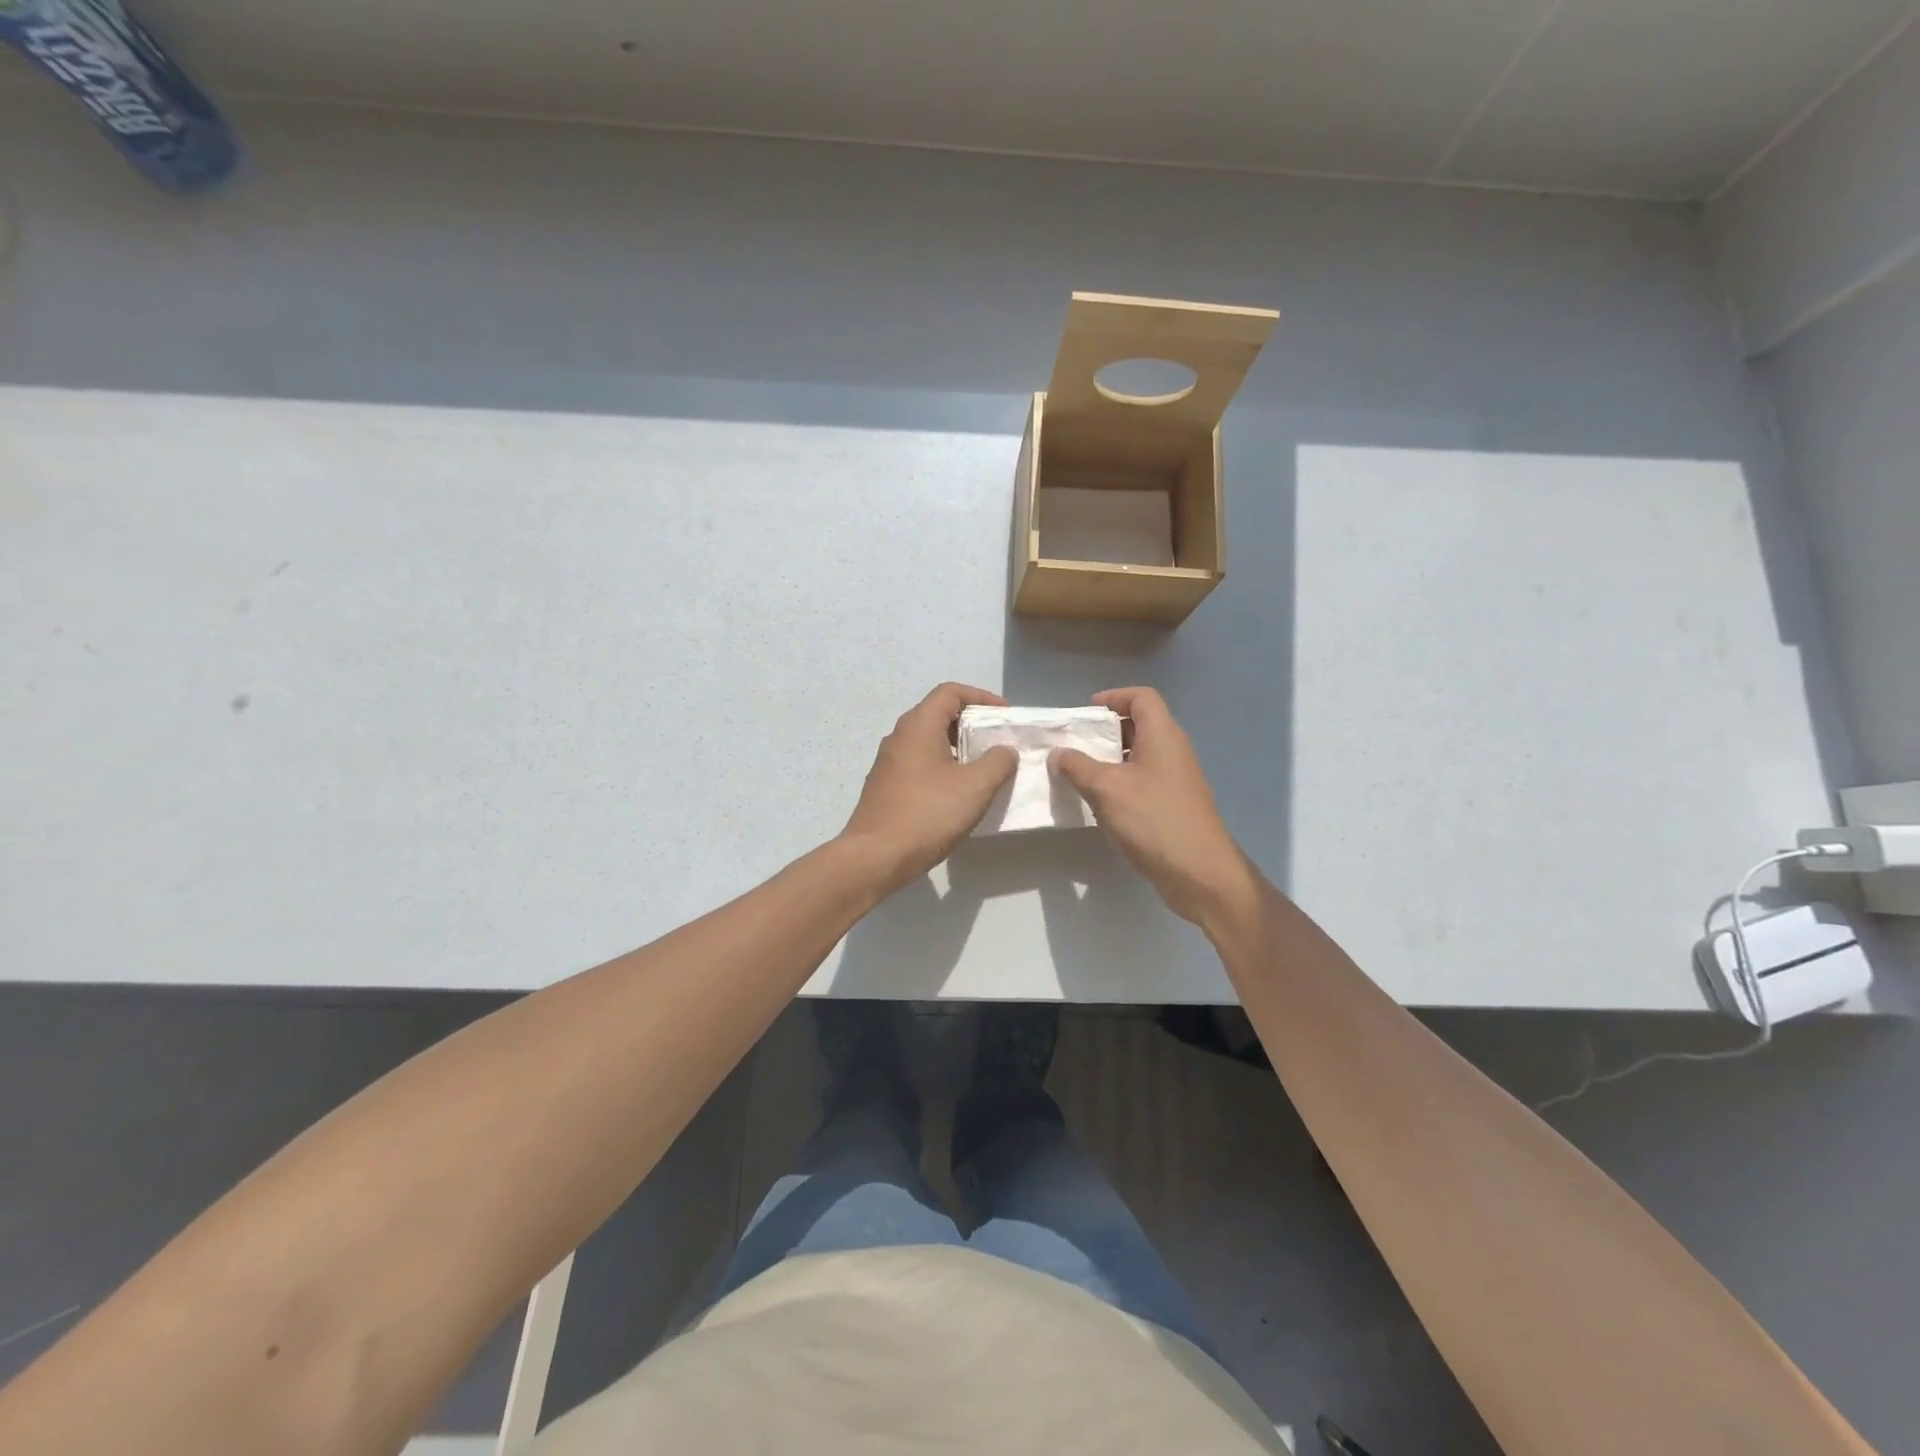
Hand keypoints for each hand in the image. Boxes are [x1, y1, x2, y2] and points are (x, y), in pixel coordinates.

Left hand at [839, 683, 1017, 896]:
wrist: (875, 857)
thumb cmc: (927, 814)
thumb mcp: (975, 787)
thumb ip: (997, 762)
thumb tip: (1004, 750)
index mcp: (918, 726)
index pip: (950, 692)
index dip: (981, 697)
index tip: (1004, 716)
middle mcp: (899, 737)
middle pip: (938, 714)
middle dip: (971, 724)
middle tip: (997, 742)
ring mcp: (888, 763)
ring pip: (928, 742)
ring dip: (957, 749)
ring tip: (983, 769)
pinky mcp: (885, 787)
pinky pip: (919, 765)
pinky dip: (942, 768)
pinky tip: (957, 794)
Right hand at [1049, 687, 1256, 927]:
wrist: (1199, 872)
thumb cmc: (1153, 819)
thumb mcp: (1106, 789)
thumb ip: (1077, 766)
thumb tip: (1057, 753)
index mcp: (1162, 735)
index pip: (1141, 697)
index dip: (1114, 697)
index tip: (1085, 713)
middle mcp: (1173, 750)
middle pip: (1140, 724)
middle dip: (1106, 730)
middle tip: (1075, 743)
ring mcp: (1177, 779)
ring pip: (1140, 755)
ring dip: (1111, 758)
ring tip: (1080, 772)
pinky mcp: (1174, 804)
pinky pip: (1144, 780)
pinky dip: (1121, 781)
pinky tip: (1100, 802)